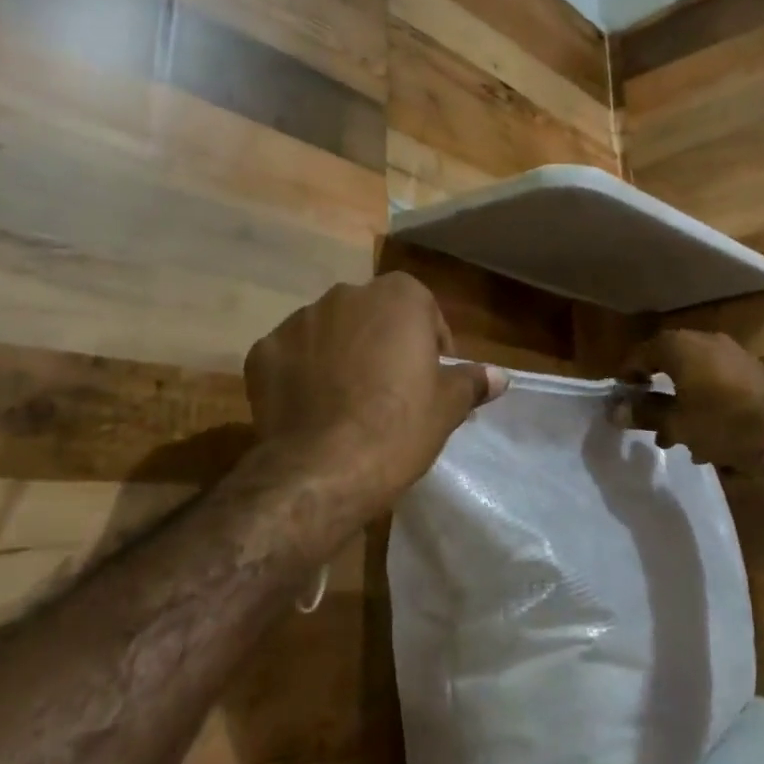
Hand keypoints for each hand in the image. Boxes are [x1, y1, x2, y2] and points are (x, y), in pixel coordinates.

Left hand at [245, 274, 507, 511]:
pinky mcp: (262, 352)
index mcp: (397, 297)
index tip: (432, 373)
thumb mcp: (447, 407)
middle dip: (382, 341)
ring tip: (347, 400)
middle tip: (391, 387)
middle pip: (372, 314)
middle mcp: (345, 295)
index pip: (421, 305)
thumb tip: (500, 377)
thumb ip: (472, 381)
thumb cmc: (399, 427)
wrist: (323, 469)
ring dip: (340, 353)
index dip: (430, 339)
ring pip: (329, 332)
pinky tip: (311, 408)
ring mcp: (298, 321)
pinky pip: (291, 356)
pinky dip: (301, 373)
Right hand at [619, 329, 763, 473]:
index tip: (623, 396)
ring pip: (696, 375)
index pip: (643, 352)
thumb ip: (645, 414)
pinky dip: (705, 402)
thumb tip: (615, 411)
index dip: (628, 373)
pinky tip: (707, 436)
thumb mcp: (677, 423)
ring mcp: (734, 355)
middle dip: (657, 391)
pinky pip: (718, 383)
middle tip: (647, 417)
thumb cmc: (721, 424)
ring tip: (675, 435)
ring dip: (682, 400)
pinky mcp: (754, 373)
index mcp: (682, 347)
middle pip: (671, 362)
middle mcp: (707, 342)